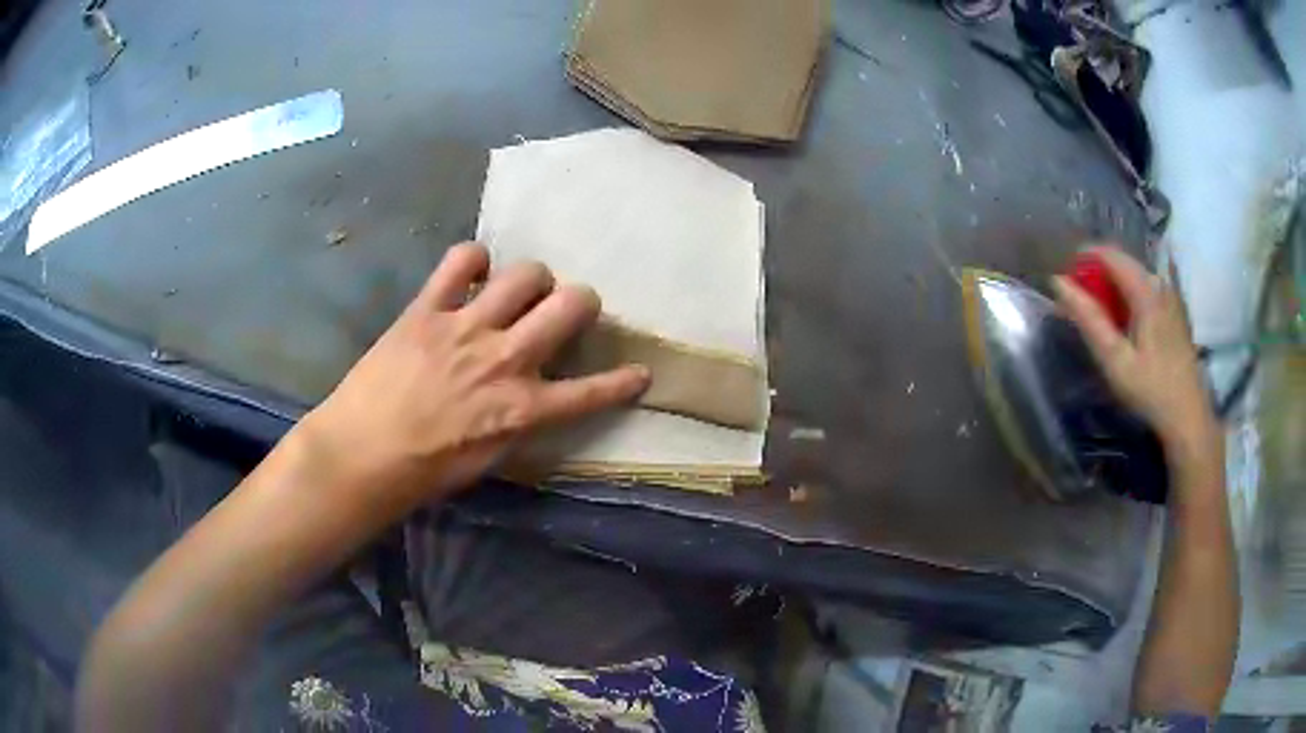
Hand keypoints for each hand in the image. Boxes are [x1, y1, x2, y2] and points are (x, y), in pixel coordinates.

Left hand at [297, 242, 648, 502]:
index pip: (592, 392)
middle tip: (568, 312)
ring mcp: (467, 327)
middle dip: (582, 303)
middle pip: (571, 305)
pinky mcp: (428, 308)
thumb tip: (536, 399)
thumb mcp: (488, 460)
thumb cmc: (425, 471)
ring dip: (534, 280)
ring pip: (526, 273)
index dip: (624, 381)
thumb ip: (520, 422)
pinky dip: (473, 261)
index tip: (640, 372)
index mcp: (523, 409)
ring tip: (520, 291)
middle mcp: (506, 359)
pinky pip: (462, 261)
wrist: (362, 454)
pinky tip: (472, 274)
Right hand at [1053, 246, 1219, 460]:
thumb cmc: (1150, 390)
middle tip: (1079, 302)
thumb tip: (1058, 282)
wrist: (1188, 418)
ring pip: (1135, 278)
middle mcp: (1160, 284)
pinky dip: (1129, 298)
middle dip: (1098, 274)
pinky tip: (1124, 325)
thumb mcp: (1115, 359)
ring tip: (1099, 315)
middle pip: (1123, 263)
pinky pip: (1147, 291)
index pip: (1110, 254)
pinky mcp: (1176, 314)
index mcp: (1146, 290)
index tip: (1066, 277)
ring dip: (1113, 288)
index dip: (1084, 258)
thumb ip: (1088, 318)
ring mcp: (1171, 298)